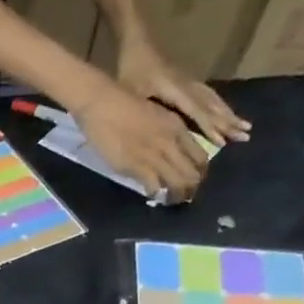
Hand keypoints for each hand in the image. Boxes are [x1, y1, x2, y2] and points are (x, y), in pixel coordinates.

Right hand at [74, 81, 212, 201]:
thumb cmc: (125, 104)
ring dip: (175, 196)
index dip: (199, 173)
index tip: (193, 180)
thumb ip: (166, 133)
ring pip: (177, 184)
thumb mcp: (156, 115)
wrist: (102, 104)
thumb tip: (169, 152)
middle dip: (190, 189)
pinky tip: (151, 194)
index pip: (200, 158)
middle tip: (183, 195)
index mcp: (178, 129)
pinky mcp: (136, 167)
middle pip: (192, 175)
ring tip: (169, 199)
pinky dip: (155, 194)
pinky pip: (154, 187)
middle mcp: (170, 144)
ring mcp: (154, 156)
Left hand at [117, 44, 251, 146]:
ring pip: (213, 100)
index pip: (197, 111)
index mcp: (176, 90)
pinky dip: (219, 106)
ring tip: (244, 127)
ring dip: (228, 114)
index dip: (209, 127)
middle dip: (228, 122)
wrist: (137, 44)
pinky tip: (226, 114)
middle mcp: (188, 86)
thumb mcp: (133, 92)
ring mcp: (189, 83)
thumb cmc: (131, 71)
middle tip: (245, 136)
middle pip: (211, 106)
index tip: (222, 142)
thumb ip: (146, 110)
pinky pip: (208, 96)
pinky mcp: (187, 82)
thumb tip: (158, 133)